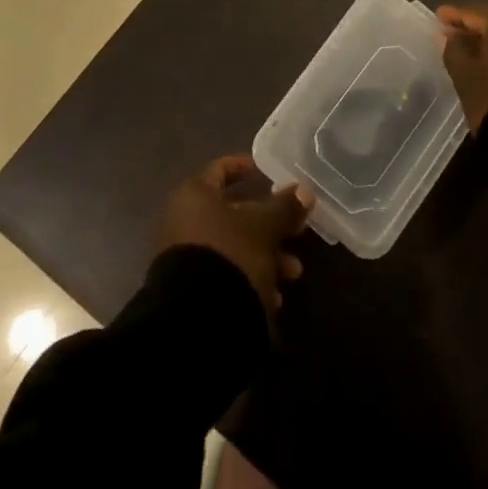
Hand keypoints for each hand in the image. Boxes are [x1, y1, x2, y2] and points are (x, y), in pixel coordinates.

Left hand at [157, 156, 312, 310]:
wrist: (195, 320)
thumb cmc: (230, 254)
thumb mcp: (264, 227)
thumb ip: (285, 207)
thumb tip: (304, 190)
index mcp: (195, 195)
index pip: (221, 169)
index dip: (247, 168)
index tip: (273, 175)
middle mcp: (184, 220)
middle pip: (234, 213)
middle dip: (270, 224)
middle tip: (297, 232)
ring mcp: (184, 255)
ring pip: (234, 245)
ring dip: (267, 255)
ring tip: (293, 273)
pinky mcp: (189, 287)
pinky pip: (225, 272)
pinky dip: (249, 277)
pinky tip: (273, 298)